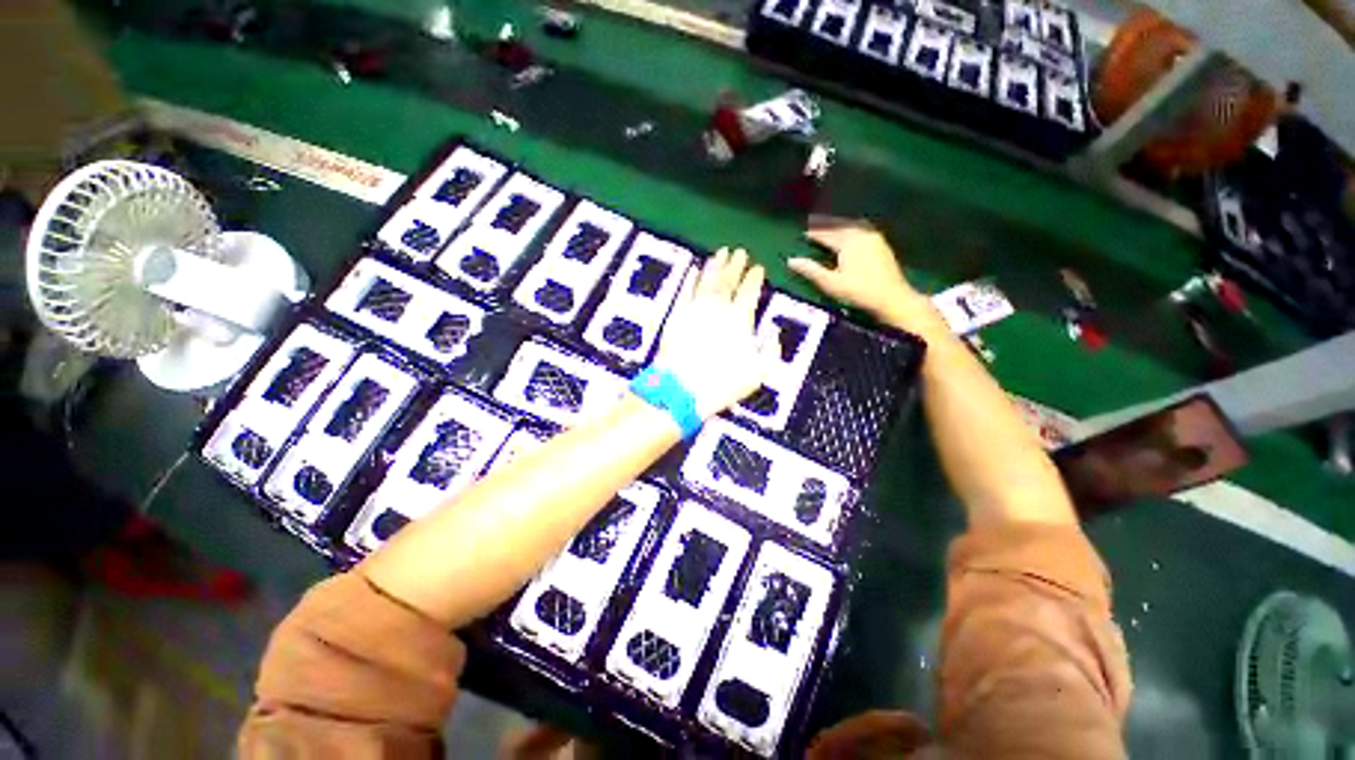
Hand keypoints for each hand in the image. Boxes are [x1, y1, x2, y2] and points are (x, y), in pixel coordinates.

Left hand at [652, 247, 771, 418]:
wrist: (682, 389)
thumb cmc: (723, 384)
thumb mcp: (757, 373)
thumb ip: (770, 351)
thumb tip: (774, 333)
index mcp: (740, 320)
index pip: (749, 292)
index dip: (754, 278)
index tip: (758, 268)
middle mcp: (718, 309)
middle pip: (728, 281)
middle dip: (735, 265)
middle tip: (740, 252)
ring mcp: (695, 309)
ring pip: (707, 280)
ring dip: (715, 265)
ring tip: (720, 253)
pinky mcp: (676, 315)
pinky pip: (685, 291)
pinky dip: (691, 279)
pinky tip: (694, 270)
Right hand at [790, 215, 920, 316]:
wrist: (891, 298)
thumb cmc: (858, 292)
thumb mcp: (830, 283)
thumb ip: (810, 270)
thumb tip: (790, 260)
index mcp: (848, 241)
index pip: (825, 234)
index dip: (812, 233)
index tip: (801, 232)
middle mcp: (861, 234)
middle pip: (839, 225)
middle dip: (825, 224)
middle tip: (812, 221)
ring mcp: (873, 237)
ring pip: (851, 224)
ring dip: (838, 224)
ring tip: (828, 225)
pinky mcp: (881, 244)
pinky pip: (861, 228)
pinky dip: (850, 227)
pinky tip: (848, 232)